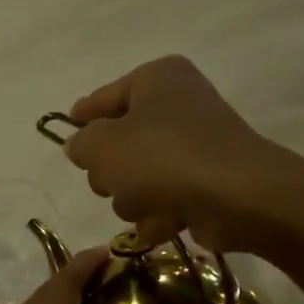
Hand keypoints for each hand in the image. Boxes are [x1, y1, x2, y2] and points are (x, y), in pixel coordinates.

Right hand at [63, 55, 302, 250]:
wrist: (237, 197)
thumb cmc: (162, 158)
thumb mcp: (102, 146)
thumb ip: (81, 144)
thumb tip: (81, 146)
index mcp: (156, 78)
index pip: (105, 95)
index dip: (83, 114)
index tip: (67, 126)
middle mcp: (180, 104)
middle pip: (122, 140)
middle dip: (111, 170)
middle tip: (110, 182)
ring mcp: (197, 145)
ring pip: (140, 176)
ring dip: (134, 198)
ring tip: (145, 206)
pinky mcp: (208, 182)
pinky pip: (167, 198)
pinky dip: (160, 214)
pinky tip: (161, 225)